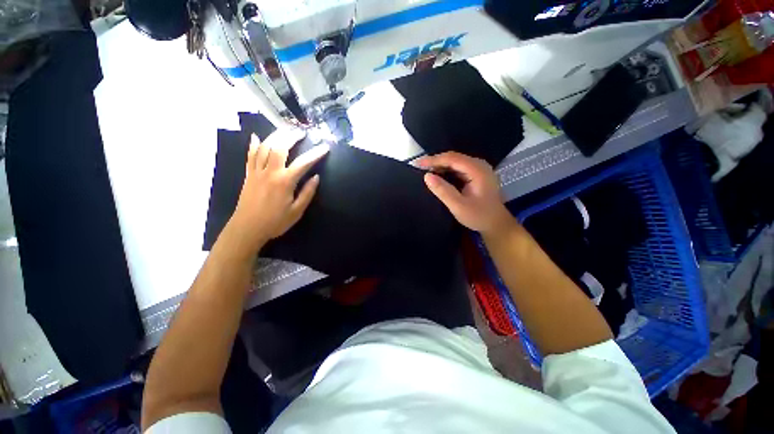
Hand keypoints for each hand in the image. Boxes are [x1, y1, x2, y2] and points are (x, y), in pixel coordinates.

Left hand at [225, 129, 328, 254]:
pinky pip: (250, 155)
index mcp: (285, 182)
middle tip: (301, 132)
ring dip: (275, 136)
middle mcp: (270, 172)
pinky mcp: (249, 175)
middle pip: (280, 147)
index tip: (325, 147)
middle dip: (292, 136)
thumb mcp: (297, 211)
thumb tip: (316, 178)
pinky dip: (254, 145)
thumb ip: (307, 193)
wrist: (247, 228)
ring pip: (265, 147)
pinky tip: (257, 137)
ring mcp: (257, 171)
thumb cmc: (275, 222)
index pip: (303, 163)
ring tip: (285, 130)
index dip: (315, 154)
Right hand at [417, 152, 515, 235]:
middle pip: (453, 158)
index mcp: (477, 170)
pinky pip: (458, 168)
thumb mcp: (458, 206)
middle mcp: (478, 165)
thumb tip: (426, 176)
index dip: (434, 160)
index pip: (452, 159)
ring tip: (425, 171)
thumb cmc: (479, 216)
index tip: (418, 164)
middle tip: (419, 168)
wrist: (496, 224)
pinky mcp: (475, 175)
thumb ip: (443, 191)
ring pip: (455, 162)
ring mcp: (478, 169)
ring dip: (440, 166)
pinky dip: (446, 171)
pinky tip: (437, 175)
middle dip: (435, 162)